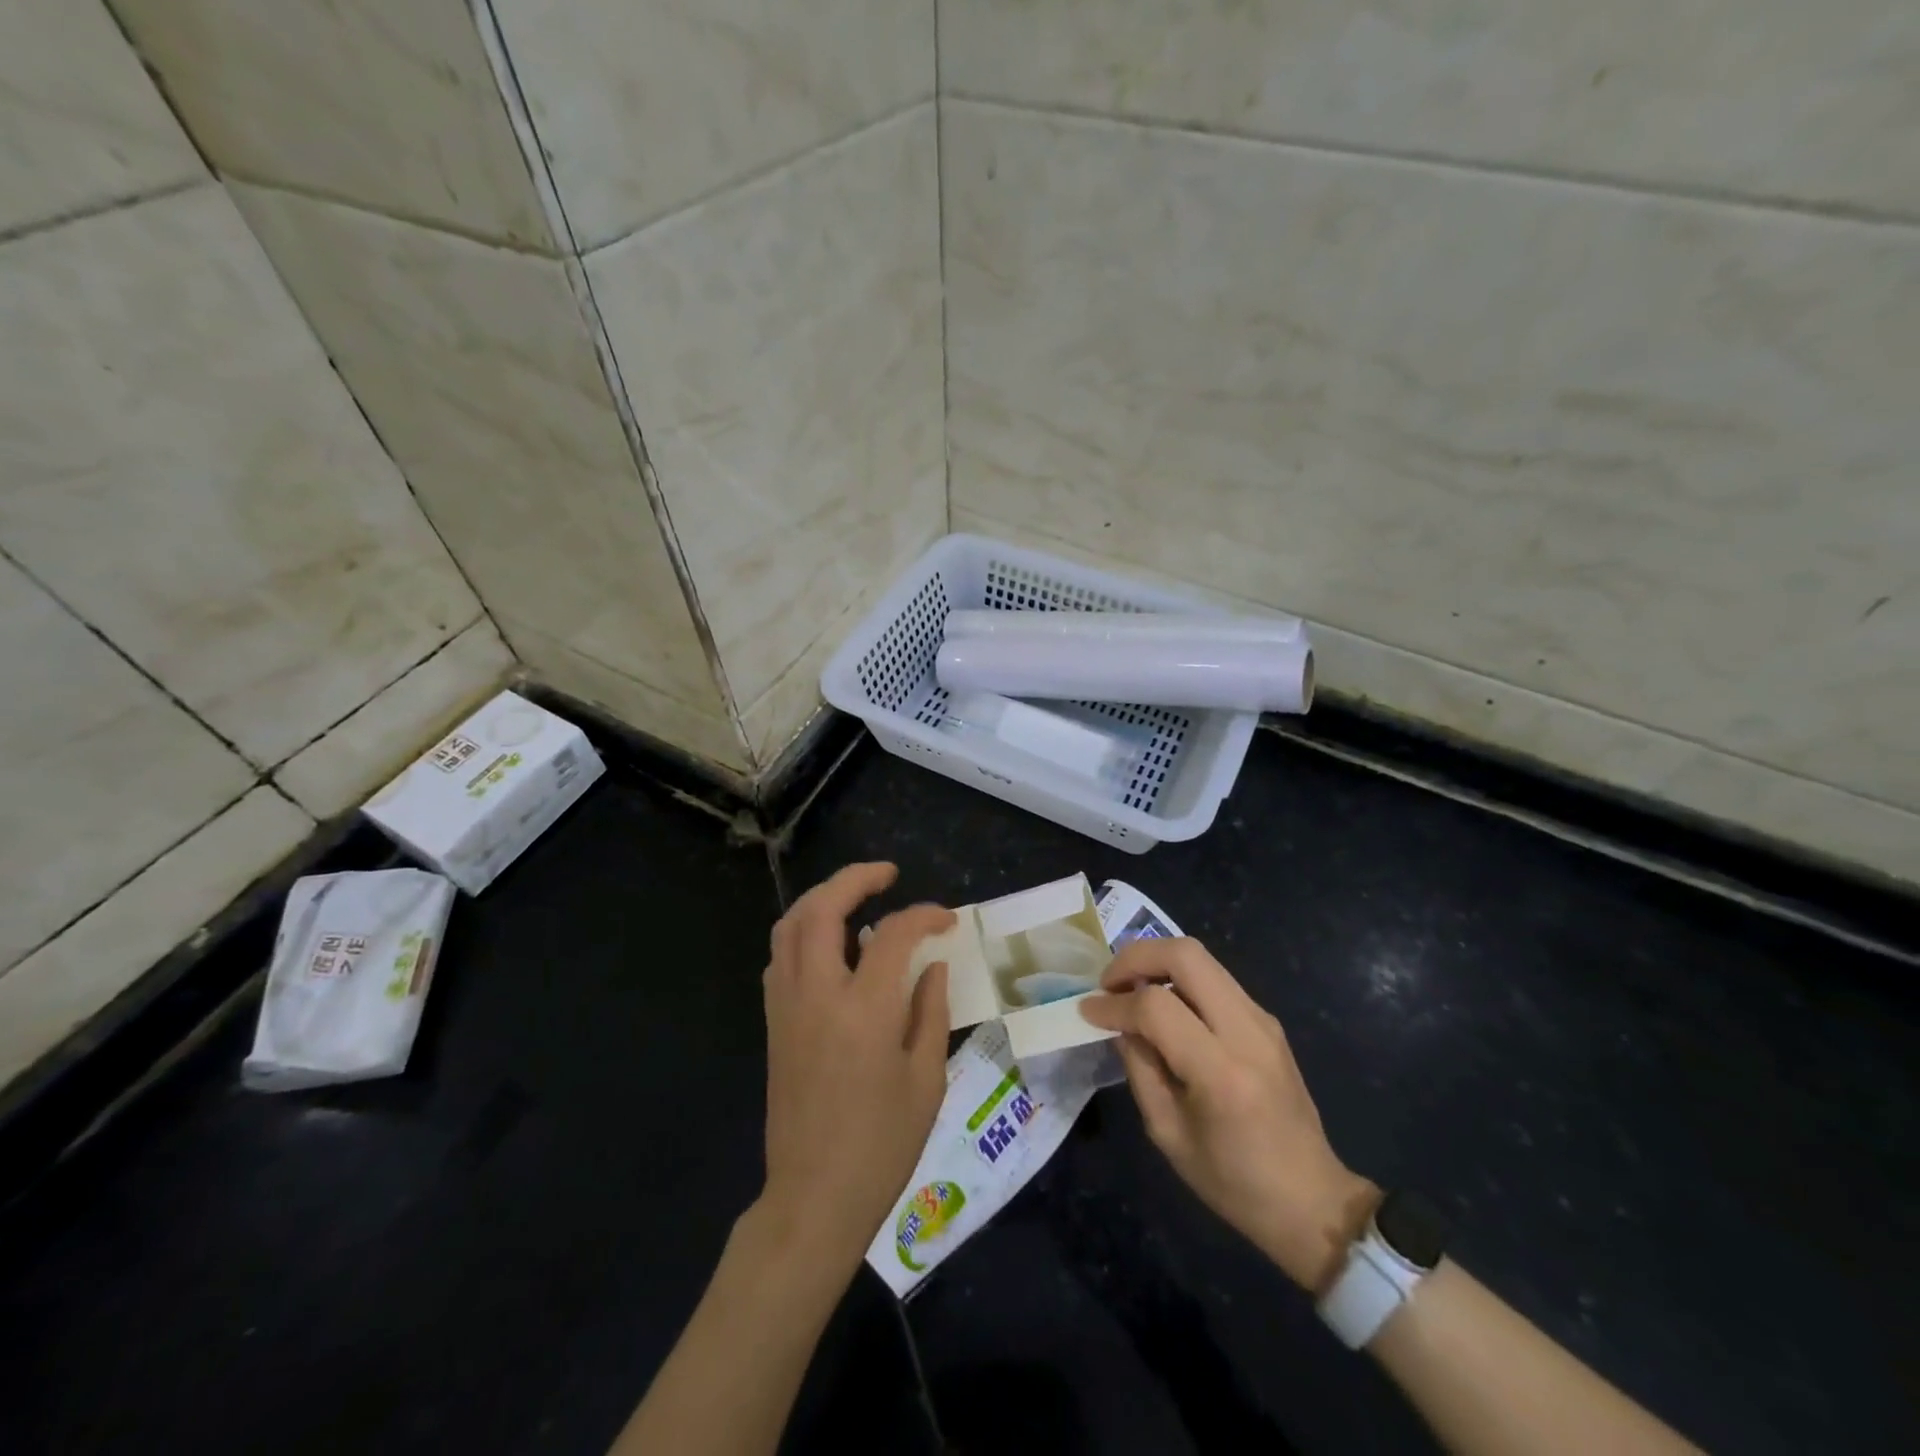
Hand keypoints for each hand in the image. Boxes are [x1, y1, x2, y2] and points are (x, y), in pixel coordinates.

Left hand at [757, 862, 953, 1275]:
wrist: (814, 1196)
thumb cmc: (882, 1144)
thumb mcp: (926, 1078)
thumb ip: (930, 1010)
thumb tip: (932, 965)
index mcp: (864, 1010)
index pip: (893, 934)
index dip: (923, 916)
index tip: (946, 919)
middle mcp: (817, 994)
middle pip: (822, 908)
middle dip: (855, 878)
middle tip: (888, 875)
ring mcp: (786, 1006)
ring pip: (790, 925)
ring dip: (822, 898)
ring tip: (855, 897)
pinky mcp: (772, 1022)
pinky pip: (781, 956)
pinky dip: (804, 931)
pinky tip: (831, 944)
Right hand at [1079, 938, 1377, 1291]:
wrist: (1313, 1201)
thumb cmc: (1234, 1183)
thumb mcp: (1168, 1134)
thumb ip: (1140, 1069)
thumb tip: (1120, 1024)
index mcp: (1221, 1073)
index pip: (1156, 1007)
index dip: (1114, 1004)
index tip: (1088, 1011)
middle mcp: (1247, 1032)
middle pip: (1185, 955)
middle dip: (1137, 957)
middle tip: (1110, 982)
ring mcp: (1262, 1020)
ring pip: (1202, 957)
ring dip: (1158, 962)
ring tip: (1131, 989)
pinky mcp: (1267, 1020)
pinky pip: (1215, 978)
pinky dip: (1180, 978)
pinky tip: (1164, 1006)